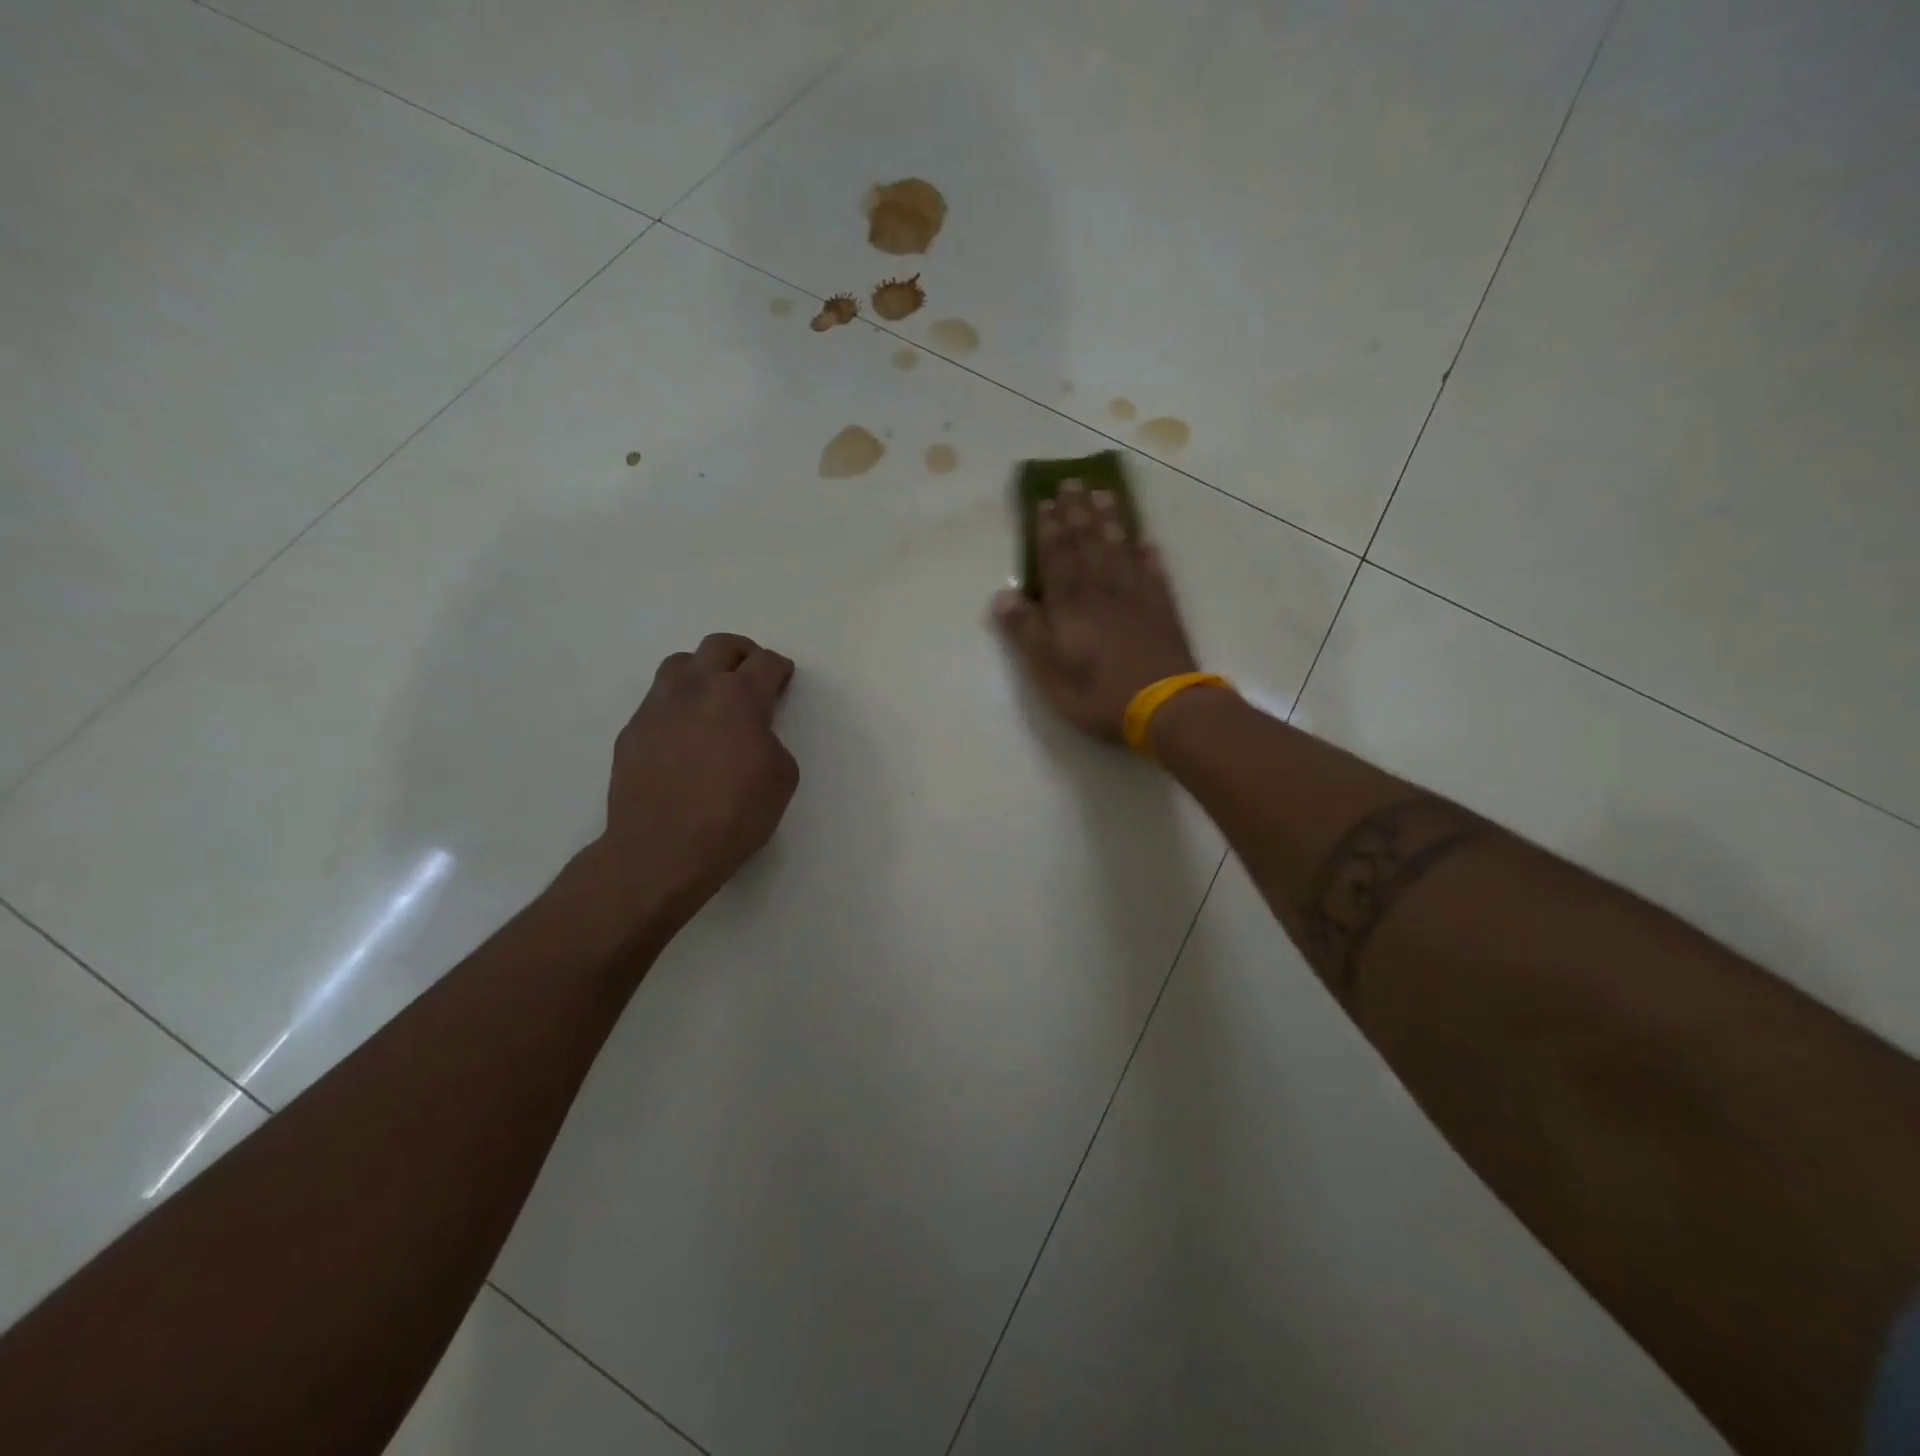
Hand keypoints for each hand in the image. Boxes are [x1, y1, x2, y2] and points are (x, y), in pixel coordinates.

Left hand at [589, 633, 798, 931]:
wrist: (662, 850)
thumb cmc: (734, 815)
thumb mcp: (781, 778)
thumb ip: (771, 741)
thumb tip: (753, 735)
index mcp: (739, 697)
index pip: (765, 663)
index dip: (779, 667)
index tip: (782, 676)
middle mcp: (695, 689)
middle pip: (719, 646)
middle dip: (742, 653)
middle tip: (751, 670)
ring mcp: (657, 707)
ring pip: (680, 664)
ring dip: (702, 670)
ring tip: (712, 695)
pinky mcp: (632, 731)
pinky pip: (658, 702)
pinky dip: (676, 706)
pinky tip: (683, 735)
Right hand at [992, 481, 1199, 740]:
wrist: (1164, 707)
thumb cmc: (1097, 694)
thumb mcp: (1049, 672)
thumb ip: (1026, 633)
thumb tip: (1003, 595)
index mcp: (1071, 606)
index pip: (1056, 558)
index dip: (1049, 528)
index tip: (1045, 499)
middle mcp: (1103, 592)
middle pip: (1088, 545)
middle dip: (1077, 512)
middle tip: (1072, 481)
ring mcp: (1137, 599)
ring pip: (1120, 550)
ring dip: (1111, 521)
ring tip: (1105, 493)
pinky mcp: (1163, 611)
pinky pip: (1154, 574)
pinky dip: (1149, 555)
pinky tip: (1147, 541)